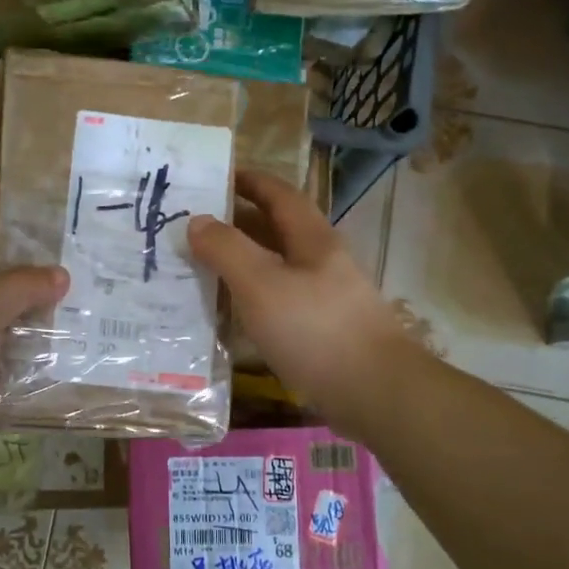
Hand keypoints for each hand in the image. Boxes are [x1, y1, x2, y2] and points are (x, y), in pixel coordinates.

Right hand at [188, 170, 409, 434]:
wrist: (374, 391)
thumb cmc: (315, 329)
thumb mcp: (262, 284)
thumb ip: (227, 249)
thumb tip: (197, 220)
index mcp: (312, 239)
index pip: (279, 195)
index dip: (250, 181)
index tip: (216, 177)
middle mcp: (322, 262)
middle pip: (277, 230)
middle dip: (238, 222)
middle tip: (194, 226)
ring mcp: (325, 297)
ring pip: (277, 268)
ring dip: (243, 262)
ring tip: (201, 266)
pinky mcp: (322, 330)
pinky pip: (279, 301)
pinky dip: (252, 297)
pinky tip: (232, 312)